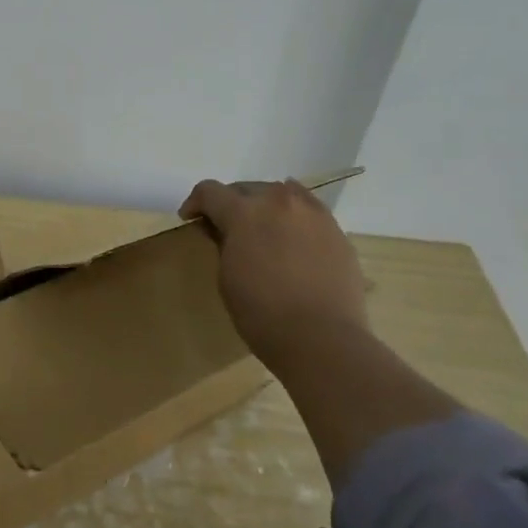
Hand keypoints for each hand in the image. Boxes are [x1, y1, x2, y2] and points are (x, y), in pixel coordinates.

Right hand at [179, 178, 368, 363]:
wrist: (322, 339)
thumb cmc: (261, 313)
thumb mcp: (226, 277)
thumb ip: (223, 243)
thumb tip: (224, 230)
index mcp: (244, 212)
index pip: (210, 191)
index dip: (195, 202)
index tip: (191, 220)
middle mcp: (279, 202)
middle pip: (246, 188)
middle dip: (230, 203)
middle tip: (225, 227)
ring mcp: (313, 214)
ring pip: (282, 194)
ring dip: (265, 206)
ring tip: (263, 230)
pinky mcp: (337, 232)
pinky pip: (309, 212)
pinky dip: (294, 219)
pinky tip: (292, 240)